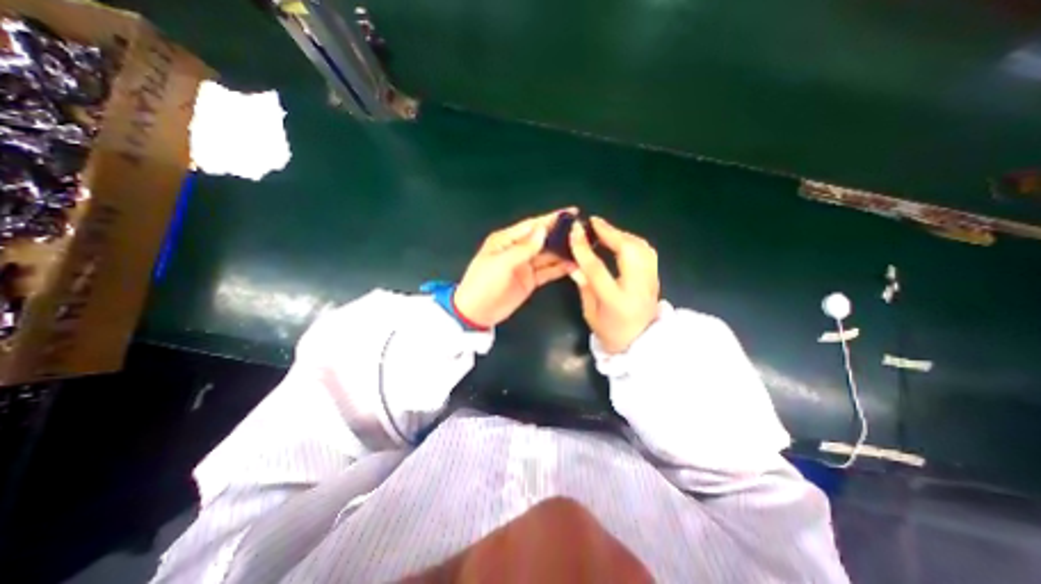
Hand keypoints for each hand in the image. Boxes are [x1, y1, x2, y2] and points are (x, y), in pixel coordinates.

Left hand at [454, 208, 577, 328]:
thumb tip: (542, 230)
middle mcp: (517, 250)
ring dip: (563, 252)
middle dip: (560, 235)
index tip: (570, 213)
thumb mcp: (501, 263)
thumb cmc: (483, 283)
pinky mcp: (530, 280)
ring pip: (548, 255)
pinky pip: (548, 271)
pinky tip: (574, 264)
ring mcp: (525, 266)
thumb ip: (523, 248)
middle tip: (582, 231)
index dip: (550, 219)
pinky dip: (560, 268)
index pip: (532, 226)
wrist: (477, 312)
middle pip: (542, 239)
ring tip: (583, 247)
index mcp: (506, 240)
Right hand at [570, 216, 656, 353]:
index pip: (597, 268)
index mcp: (615, 300)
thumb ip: (584, 286)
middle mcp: (637, 287)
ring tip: (606, 230)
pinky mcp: (656, 279)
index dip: (583, 247)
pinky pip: (647, 252)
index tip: (575, 230)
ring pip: (641, 247)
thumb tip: (574, 263)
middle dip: (610, 232)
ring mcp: (651, 282)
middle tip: (593, 223)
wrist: (640, 344)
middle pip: (628, 250)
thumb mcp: (590, 313)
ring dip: (622, 234)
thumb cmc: (610, 333)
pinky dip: (633, 241)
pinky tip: (622, 241)